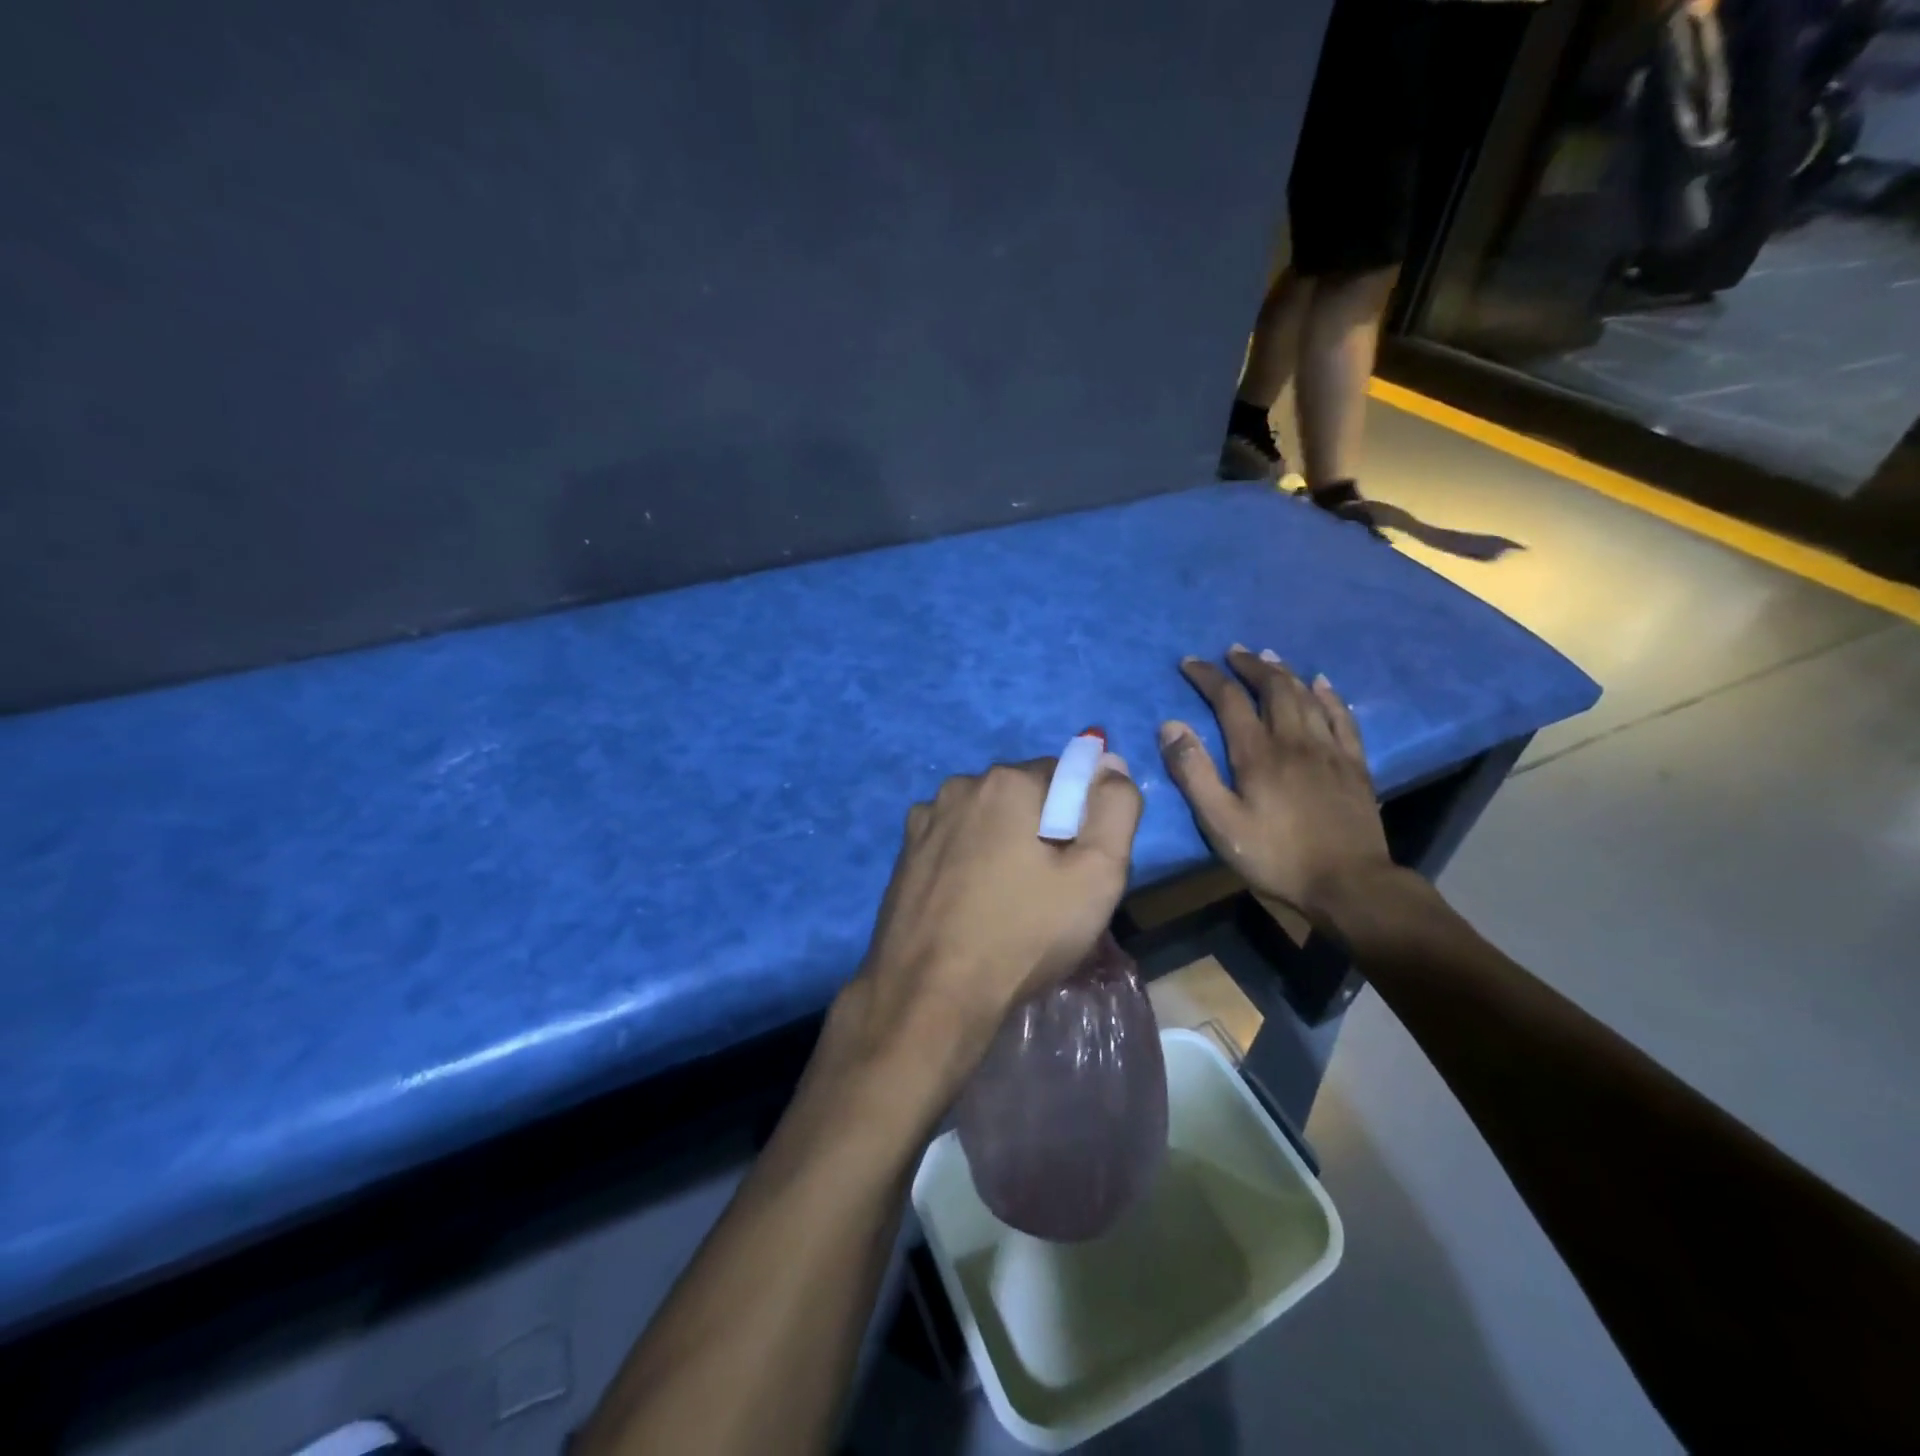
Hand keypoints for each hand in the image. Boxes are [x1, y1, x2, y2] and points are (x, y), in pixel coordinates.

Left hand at [836, 757, 1142, 1093]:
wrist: (931, 995)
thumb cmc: (1023, 934)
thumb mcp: (1097, 874)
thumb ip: (1115, 807)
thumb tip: (1110, 764)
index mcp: (1006, 781)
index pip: (1065, 776)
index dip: (1082, 819)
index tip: (1078, 867)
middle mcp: (959, 786)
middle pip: (1023, 796)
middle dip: (1042, 830)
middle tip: (1049, 891)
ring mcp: (924, 820)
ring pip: (986, 820)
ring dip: (1003, 845)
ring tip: (1008, 903)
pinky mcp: (905, 854)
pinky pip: (954, 843)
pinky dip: (969, 862)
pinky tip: (971, 906)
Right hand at [1160, 646, 1395, 929]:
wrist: (1349, 884)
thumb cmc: (1276, 856)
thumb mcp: (1220, 822)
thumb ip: (1193, 773)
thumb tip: (1171, 725)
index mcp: (1258, 753)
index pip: (1229, 700)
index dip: (1208, 677)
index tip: (1189, 662)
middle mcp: (1295, 740)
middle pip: (1273, 688)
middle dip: (1250, 666)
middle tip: (1233, 652)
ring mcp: (1329, 750)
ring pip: (1307, 696)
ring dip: (1285, 672)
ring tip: (1269, 657)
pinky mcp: (1354, 765)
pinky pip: (1342, 718)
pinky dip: (1329, 696)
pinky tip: (1322, 684)